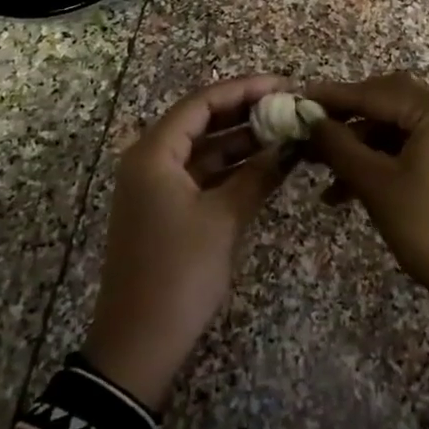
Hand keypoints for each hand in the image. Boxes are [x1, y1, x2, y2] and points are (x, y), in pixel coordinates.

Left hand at [83, 75, 294, 407]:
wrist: (138, 343)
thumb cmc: (178, 273)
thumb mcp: (223, 220)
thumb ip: (257, 176)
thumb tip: (289, 145)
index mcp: (154, 152)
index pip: (202, 103)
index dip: (244, 89)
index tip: (284, 85)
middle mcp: (150, 159)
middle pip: (202, 121)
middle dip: (246, 112)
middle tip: (290, 106)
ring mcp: (156, 186)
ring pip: (204, 149)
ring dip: (243, 141)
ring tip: (287, 132)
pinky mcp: (165, 209)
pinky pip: (202, 175)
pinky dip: (232, 170)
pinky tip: (268, 166)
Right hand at [306, 73, 428, 362]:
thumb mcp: (377, 185)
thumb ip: (340, 146)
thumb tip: (310, 120)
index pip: (375, 92)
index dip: (333, 97)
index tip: (297, 99)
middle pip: (389, 104)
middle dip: (348, 123)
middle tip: (310, 137)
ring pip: (400, 130)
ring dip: (363, 149)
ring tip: (326, 179)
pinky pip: (415, 148)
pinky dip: (386, 162)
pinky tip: (354, 190)